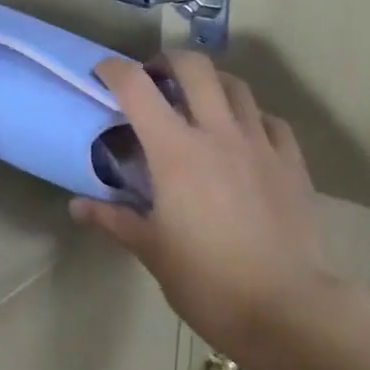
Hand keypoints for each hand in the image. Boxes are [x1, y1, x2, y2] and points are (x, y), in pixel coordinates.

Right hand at [70, 52, 348, 369]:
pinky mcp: (292, 163)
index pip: (137, 89)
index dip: (115, 71)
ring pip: (237, 87)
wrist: (287, 307)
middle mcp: (218, 134)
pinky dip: (251, 116)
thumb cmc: (207, 281)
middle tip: (155, 79)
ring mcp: (261, 144)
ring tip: (198, 102)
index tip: (102, 73)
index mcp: (175, 152)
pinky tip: (244, 136)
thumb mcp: (152, 251)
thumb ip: (114, 220)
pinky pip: (270, 121)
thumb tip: (77, 206)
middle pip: (195, 68)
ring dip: (212, 83)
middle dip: (169, 61)